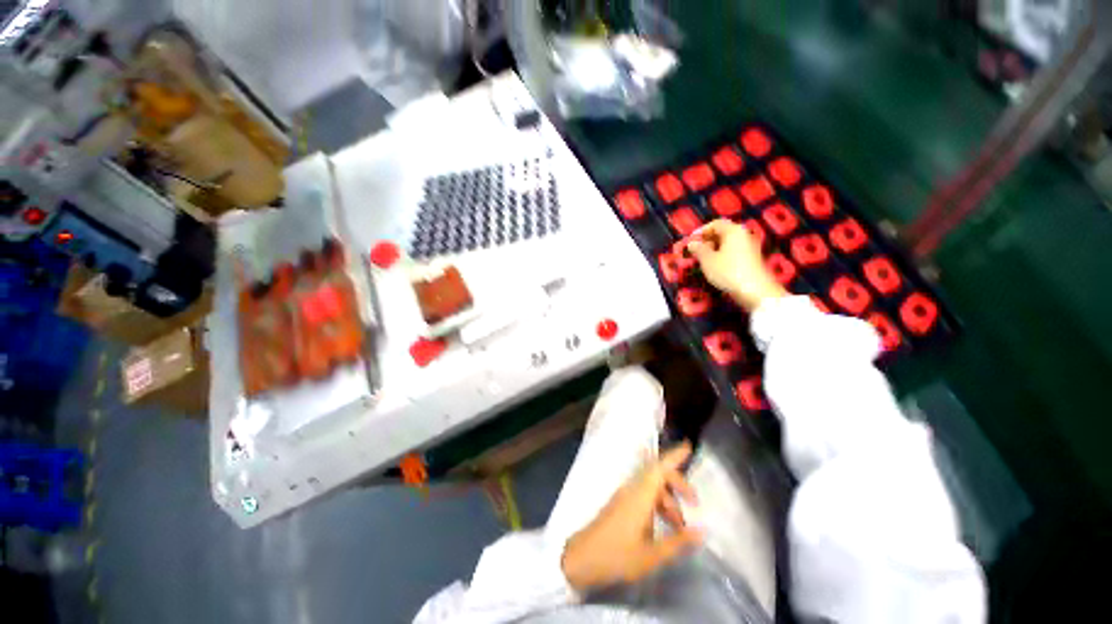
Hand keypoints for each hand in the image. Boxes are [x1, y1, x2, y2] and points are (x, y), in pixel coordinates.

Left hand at [561, 444, 703, 592]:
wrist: (581, 558)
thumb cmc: (616, 555)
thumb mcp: (651, 555)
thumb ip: (678, 542)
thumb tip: (703, 530)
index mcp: (640, 495)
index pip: (659, 467)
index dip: (674, 456)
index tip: (688, 447)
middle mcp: (632, 489)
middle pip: (658, 475)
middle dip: (678, 485)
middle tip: (694, 503)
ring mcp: (624, 495)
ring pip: (651, 487)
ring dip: (668, 500)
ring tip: (680, 526)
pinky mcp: (620, 504)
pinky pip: (643, 495)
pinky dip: (657, 505)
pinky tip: (664, 527)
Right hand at [685, 219, 786, 310]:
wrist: (754, 290)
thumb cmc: (728, 271)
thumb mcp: (707, 260)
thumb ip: (698, 249)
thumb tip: (692, 243)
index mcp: (733, 231)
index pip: (715, 223)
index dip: (701, 231)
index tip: (690, 241)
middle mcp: (743, 235)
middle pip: (723, 232)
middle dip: (707, 240)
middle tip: (695, 251)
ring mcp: (750, 247)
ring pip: (728, 243)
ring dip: (714, 249)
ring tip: (703, 260)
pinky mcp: (752, 259)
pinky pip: (733, 251)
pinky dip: (722, 255)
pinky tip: (716, 267)